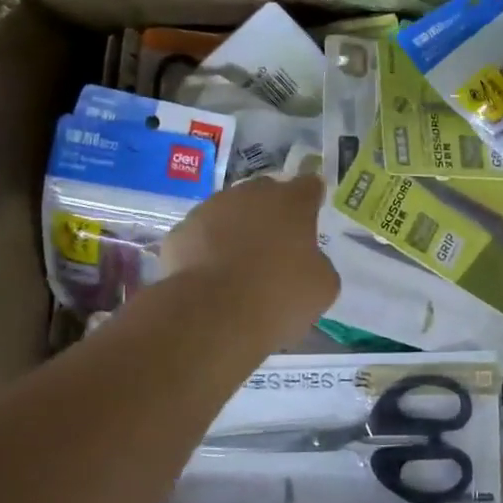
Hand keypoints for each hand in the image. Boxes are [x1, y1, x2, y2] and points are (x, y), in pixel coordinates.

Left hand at [161, 174, 338, 334]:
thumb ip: (318, 263)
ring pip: (229, 212)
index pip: (309, 186)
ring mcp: (210, 209)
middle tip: (275, 247)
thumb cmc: (278, 297)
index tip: (311, 216)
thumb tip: (306, 261)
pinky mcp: (180, 231)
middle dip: (271, 213)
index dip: (312, 199)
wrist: (212, 316)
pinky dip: (206, 249)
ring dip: (236, 229)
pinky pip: (201, 236)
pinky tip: (211, 277)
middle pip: (266, 193)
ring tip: (238, 265)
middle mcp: (250, 194)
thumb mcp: (322, 286)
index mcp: (291, 202)